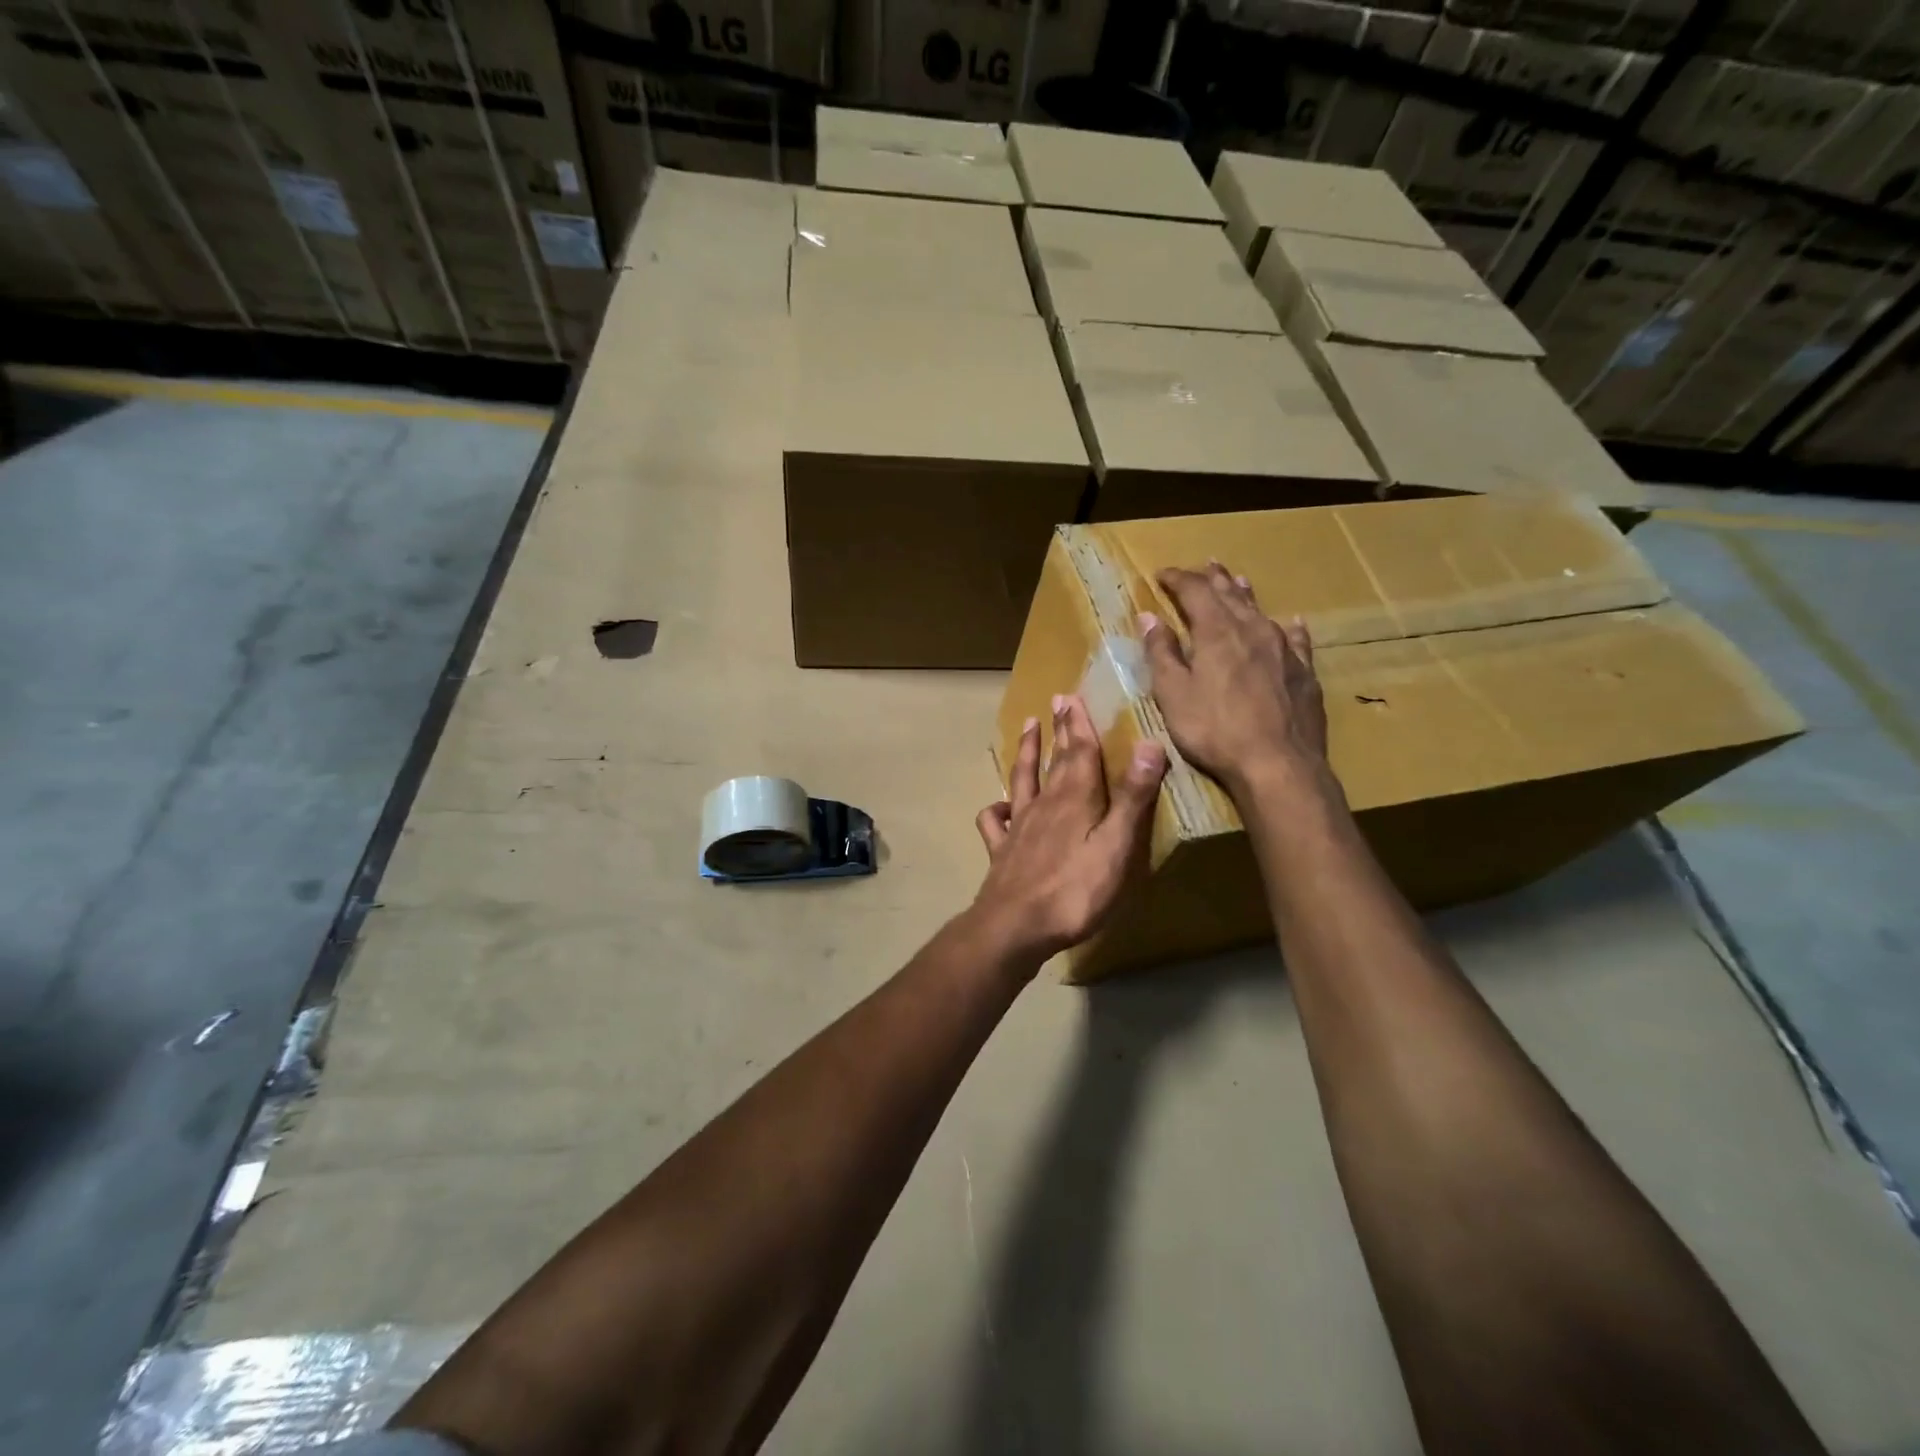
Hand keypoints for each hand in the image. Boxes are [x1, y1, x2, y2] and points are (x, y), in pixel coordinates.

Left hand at [973, 694, 1167, 963]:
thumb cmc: (1076, 890)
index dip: (1079, 724)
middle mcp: (1045, 804)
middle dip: (1059, 730)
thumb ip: (1132, 797)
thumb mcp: (1117, 845)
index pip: (1080, 752)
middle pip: (1054, 760)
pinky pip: (994, 822)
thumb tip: (1149, 743)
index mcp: (1076, 799)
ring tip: (1027, 727)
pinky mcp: (1002, 851)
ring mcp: (1019, 826)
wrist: (1016, 926)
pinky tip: (998, 807)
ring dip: (1026, 753)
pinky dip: (995, 809)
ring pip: (1022, 780)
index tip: (1073, 696)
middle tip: (1056, 701)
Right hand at [1142, 563, 1330, 794]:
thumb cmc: (1214, 730)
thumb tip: (1148, 617)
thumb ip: (1161, 653)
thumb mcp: (1174, 694)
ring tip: (1237, 580)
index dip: (1177, 579)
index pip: (1194, 591)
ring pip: (1261, 611)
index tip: (1161, 574)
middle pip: (1230, 594)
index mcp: (1216, 632)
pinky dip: (1288, 627)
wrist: (1278, 763)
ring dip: (1245, 594)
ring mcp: (1284, 649)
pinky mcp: (1304, 672)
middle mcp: (1252, 630)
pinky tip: (1292, 623)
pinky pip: (1296, 638)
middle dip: (1212, 578)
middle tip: (1203, 565)